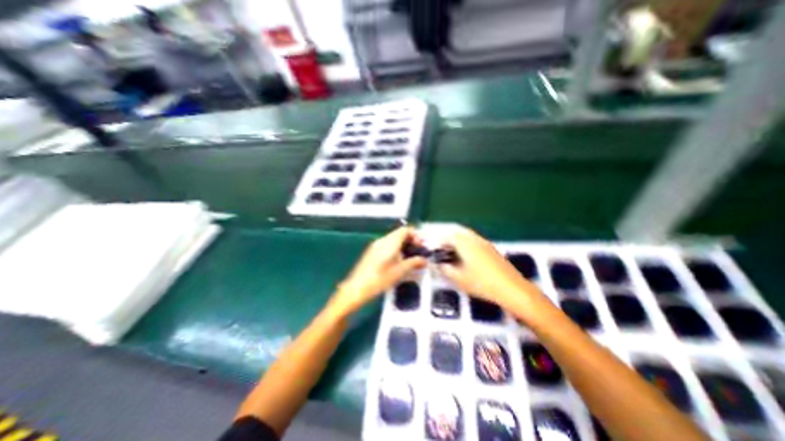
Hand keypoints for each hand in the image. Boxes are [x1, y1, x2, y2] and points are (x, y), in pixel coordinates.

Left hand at [331, 228, 427, 316]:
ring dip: (403, 245)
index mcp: (390, 242)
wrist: (357, 288)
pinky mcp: (372, 252)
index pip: (405, 230)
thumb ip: (414, 263)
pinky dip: (396, 249)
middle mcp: (382, 240)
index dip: (416, 235)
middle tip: (418, 252)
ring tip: (410, 258)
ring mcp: (376, 245)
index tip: (422, 245)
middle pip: (399, 234)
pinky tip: (398, 261)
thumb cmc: (379, 279)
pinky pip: (387, 245)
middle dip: (411, 241)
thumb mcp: (400, 271)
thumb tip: (424, 260)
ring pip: (393, 239)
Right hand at [435, 227, 546, 319]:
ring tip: (450, 252)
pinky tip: (464, 257)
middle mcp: (474, 239)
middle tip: (439, 248)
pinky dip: (465, 244)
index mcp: (465, 243)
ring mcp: (484, 243)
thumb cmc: (483, 283)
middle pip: (457, 232)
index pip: (447, 236)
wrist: (512, 289)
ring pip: (466, 236)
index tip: (432, 248)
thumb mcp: (459, 279)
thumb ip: (446, 270)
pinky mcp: (491, 249)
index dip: (437, 241)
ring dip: (456, 241)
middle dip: (446, 238)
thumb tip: (438, 265)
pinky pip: (473, 241)